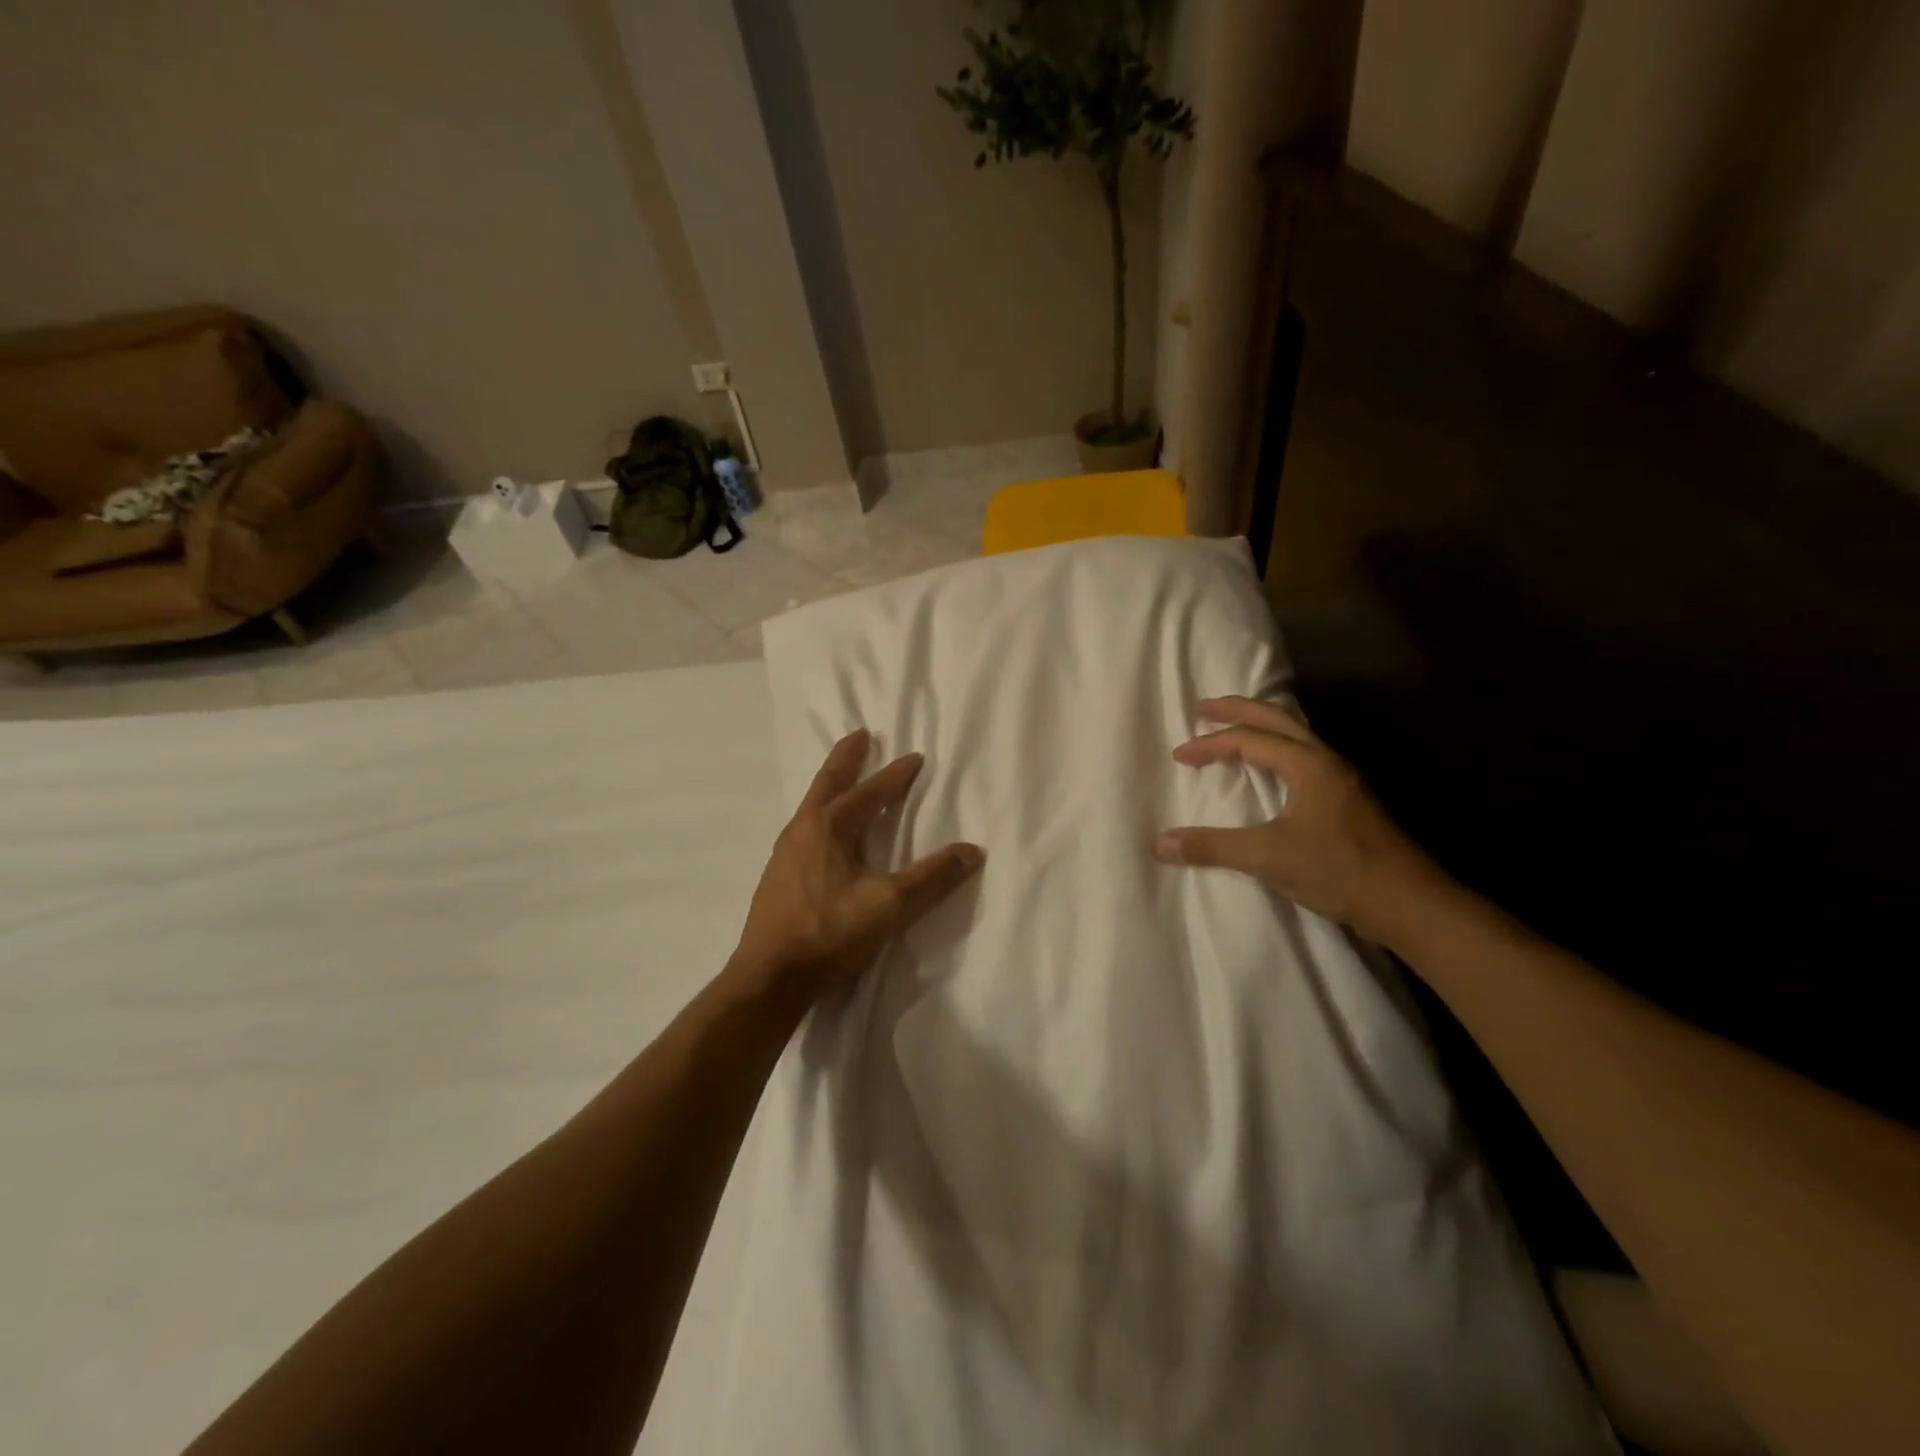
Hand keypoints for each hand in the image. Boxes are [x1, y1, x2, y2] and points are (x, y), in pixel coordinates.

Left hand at [731, 729, 984, 1003]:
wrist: (769, 977)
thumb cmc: (829, 933)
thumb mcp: (889, 904)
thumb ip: (931, 877)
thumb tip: (973, 851)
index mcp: (828, 827)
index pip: (869, 792)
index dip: (895, 775)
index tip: (916, 757)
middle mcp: (802, 830)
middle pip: (828, 783)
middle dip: (846, 759)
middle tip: (859, 735)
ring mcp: (784, 853)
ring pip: (812, 806)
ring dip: (832, 786)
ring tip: (844, 780)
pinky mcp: (778, 876)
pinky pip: (805, 828)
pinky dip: (821, 814)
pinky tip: (826, 834)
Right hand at [1153, 697, 1445, 942]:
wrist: (1412, 904)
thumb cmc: (1341, 871)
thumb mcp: (1269, 857)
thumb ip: (1213, 847)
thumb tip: (1159, 843)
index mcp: (1309, 764)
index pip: (1249, 739)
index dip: (1210, 744)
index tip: (1180, 756)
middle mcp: (1328, 761)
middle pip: (1278, 719)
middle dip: (1238, 710)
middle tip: (1203, 708)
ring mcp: (1344, 780)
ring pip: (1296, 736)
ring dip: (1261, 727)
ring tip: (1234, 729)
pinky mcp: (1350, 801)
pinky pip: (1305, 757)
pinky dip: (1278, 750)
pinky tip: (1272, 770)